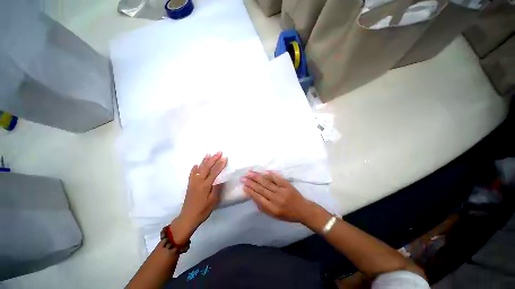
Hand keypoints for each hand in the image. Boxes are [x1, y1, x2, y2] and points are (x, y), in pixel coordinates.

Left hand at [171, 152, 227, 244]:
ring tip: (208, 154)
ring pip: (199, 168)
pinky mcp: (190, 185)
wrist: (188, 218)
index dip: (220, 164)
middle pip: (207, 167)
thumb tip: (221, 178)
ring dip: (204, 161)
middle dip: (213, 159)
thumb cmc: (203, 210)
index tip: (225, 158)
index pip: (215, 172)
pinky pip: (191, 174)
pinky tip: (196, 164)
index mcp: (206, 185)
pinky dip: (194, 168)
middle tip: (219, 152)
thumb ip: (217, 188)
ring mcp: (193, 182)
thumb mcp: (213, 201)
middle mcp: (199, 181)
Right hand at [242, 171, 313, 222]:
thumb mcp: (274, 216)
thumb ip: (264, 208)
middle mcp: (276, 199)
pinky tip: (264, 172)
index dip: (250, 191)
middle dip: (251, 182)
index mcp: (272, 208)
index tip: (244, 186)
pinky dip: (271, 175)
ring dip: (257, 177)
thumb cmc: (288, 214)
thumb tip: (254, 198)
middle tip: (243, 177)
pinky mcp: (287, 185)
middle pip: (261, 189)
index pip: (258, 198)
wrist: (303, 210)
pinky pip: (277, 179)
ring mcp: (282, 191)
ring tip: (250, 173)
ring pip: (267, 182)